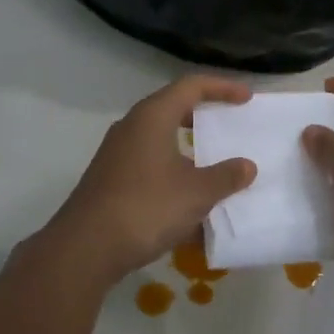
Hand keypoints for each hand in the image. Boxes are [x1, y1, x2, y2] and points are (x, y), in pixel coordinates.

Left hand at [44, 76, 258, 282]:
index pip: (191, 86)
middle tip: (229, 124)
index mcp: (152, 117)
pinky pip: (150, 167)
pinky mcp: (111, 180)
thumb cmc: (146, 207)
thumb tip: (247, 166)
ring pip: (160, 140)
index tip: (246, 98)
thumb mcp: (196, 193)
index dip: (222, 87)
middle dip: (203, 116)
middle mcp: (132, 127)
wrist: (87, 247)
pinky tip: (190, 204)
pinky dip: (174, 175)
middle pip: (172, 109)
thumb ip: (226, 176)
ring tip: (214, 165)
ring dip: (188, 150)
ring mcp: (117, 154)